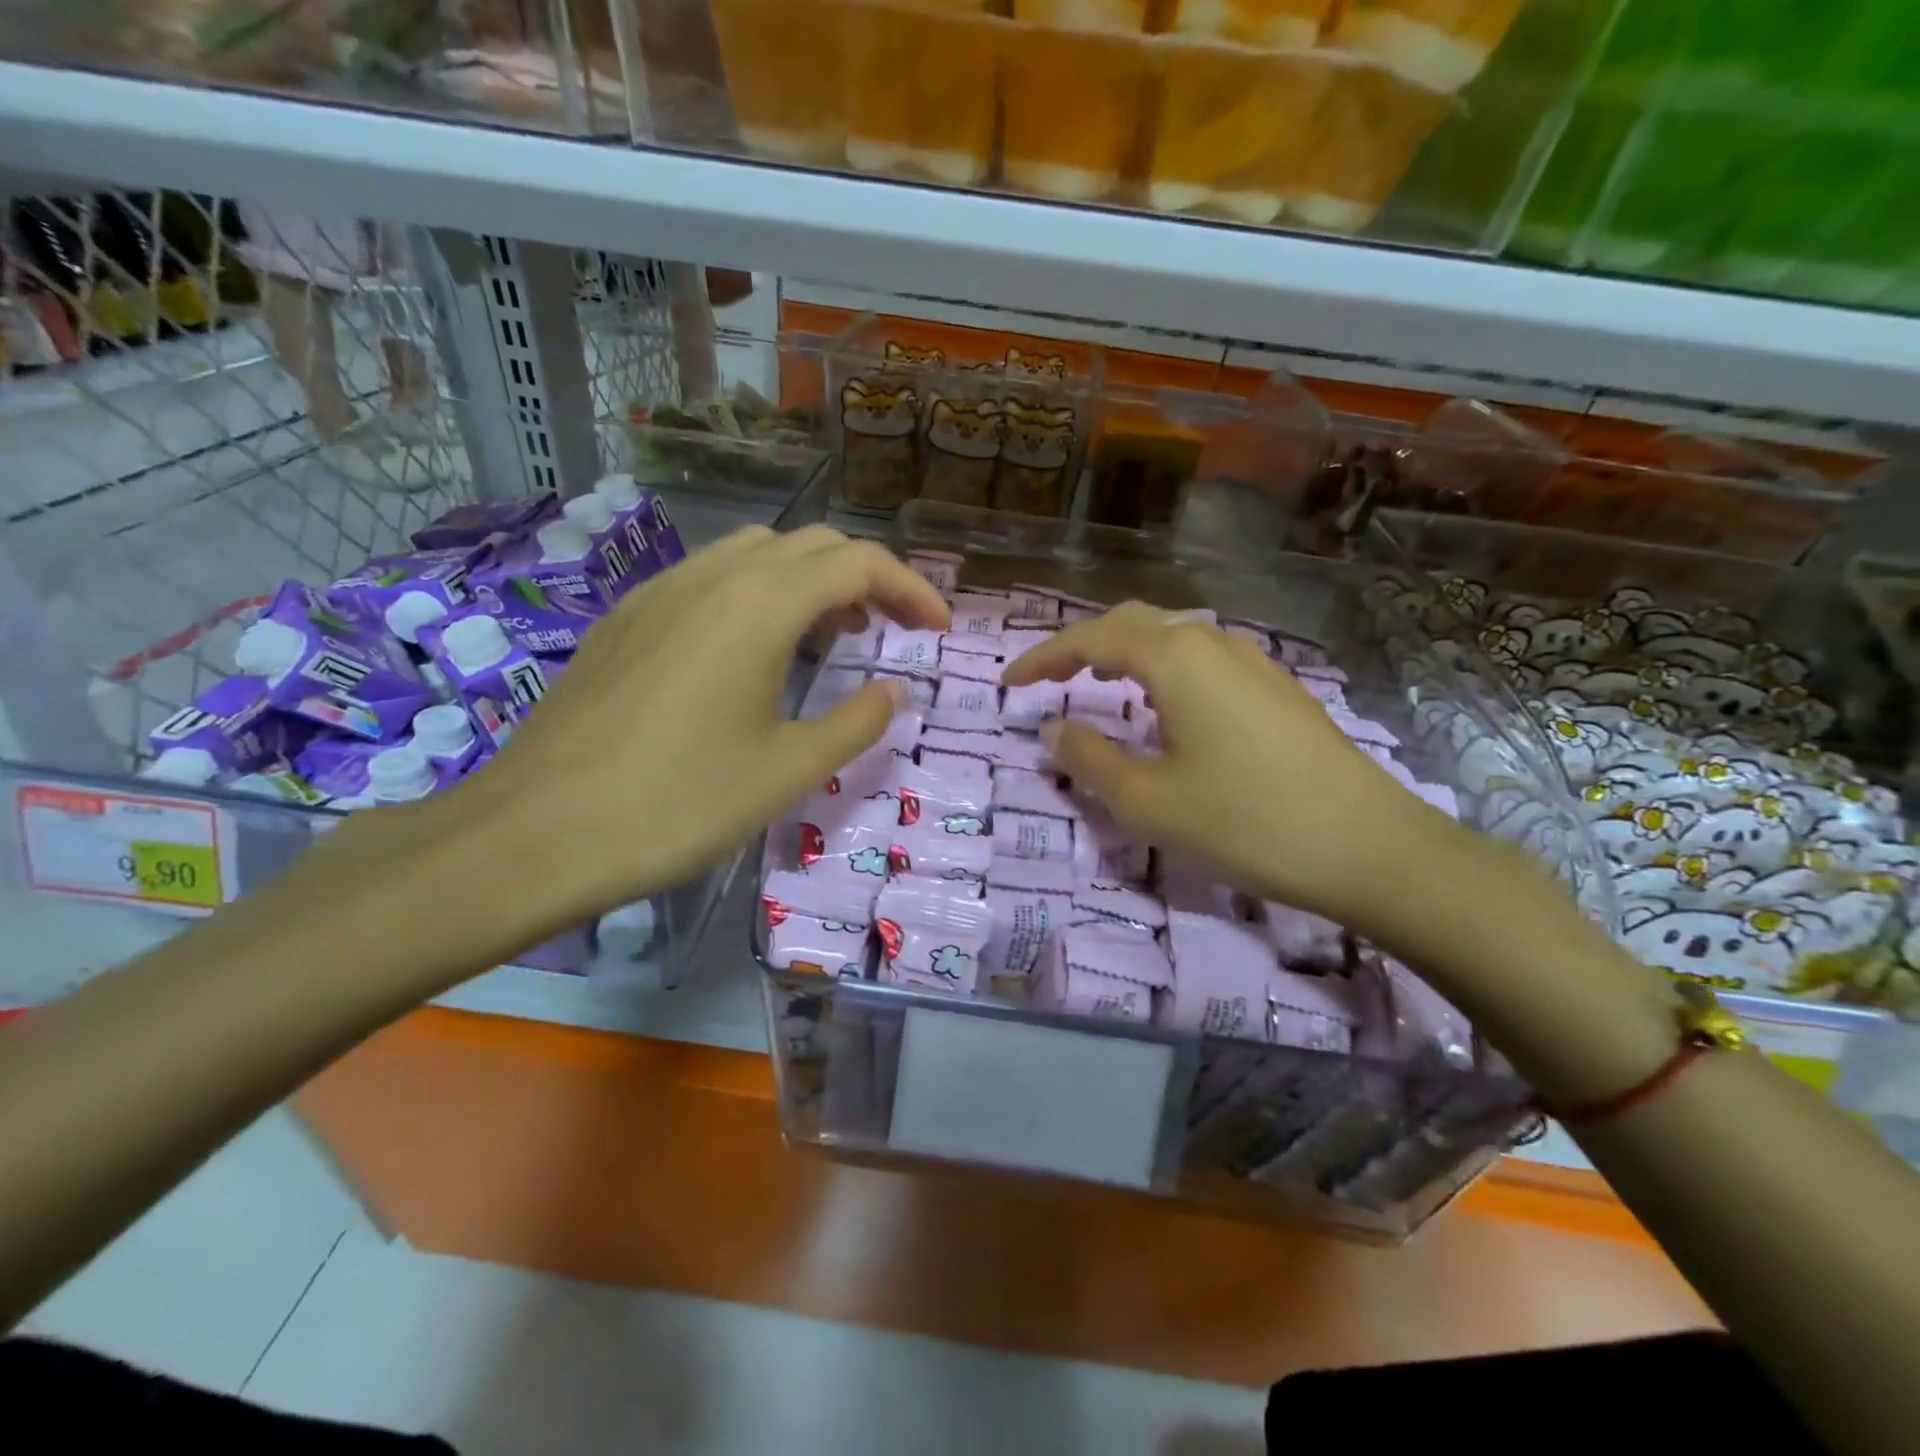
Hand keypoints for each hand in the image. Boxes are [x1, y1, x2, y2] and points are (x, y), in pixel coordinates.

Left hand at [450, 525, 948, 926]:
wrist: (535, 832)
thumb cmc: (678, 804)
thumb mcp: (788, 771)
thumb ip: (856, 723)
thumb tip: (891, 690)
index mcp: (761, 604)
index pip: (859, 563)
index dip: (911, 589)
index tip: (938, 628)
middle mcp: (713, 576)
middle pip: (811, 545)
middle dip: (865, 578)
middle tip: (891, 632)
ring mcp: (661, 591)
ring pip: (757, 554)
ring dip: (810, 582)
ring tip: (829, 638)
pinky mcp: (628, 618)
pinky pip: (712, 578)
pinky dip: (758, 595)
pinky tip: (753, 653)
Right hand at [1002, 602, 1458, 932]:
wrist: (1370, 847)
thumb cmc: (1245, 821)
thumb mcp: (1147, 801)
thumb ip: (1089, 759)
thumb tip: (1053, 730)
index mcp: (1175, 659)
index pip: (1091, 640)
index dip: (1043, 658)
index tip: (1010, 683)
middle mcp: (1213, 644)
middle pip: (1133, 624)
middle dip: (1082, 646)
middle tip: (1049, 679)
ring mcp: (1254, 663)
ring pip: (1172, 639)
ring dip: (1125, 654)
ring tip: (1099, 685)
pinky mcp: (1278, 690)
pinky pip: (1203, 662)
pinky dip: (1163, 671)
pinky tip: (1166, 708)